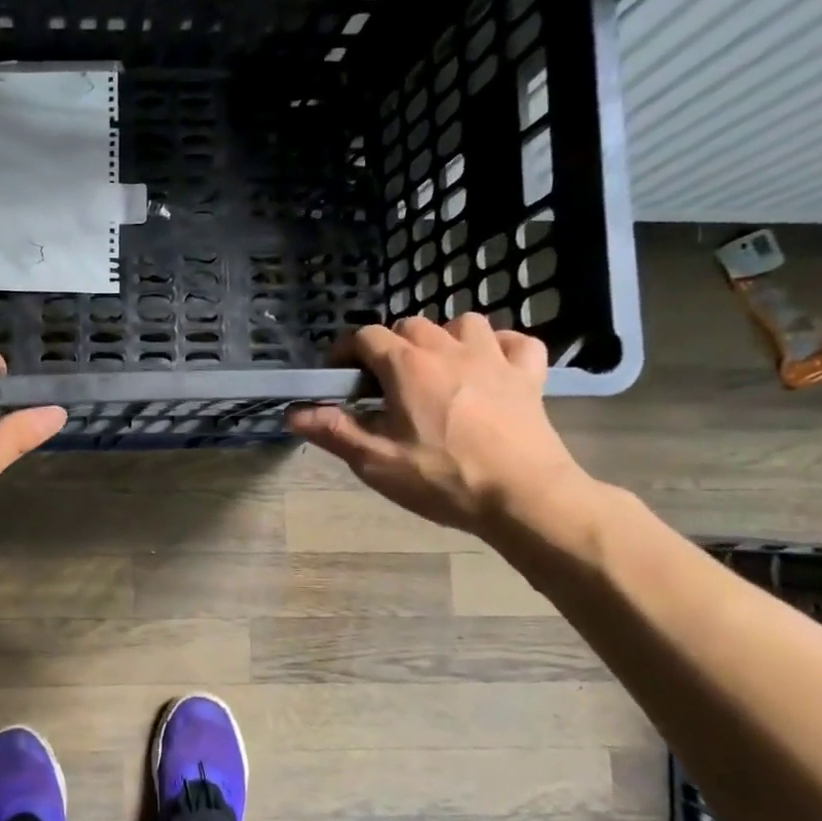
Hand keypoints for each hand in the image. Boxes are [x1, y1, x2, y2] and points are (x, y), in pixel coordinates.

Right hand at [285, 314, 587, 536]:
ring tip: (437, 368)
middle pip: (410, 326)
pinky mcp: (529, 375)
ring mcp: (494, 358)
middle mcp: (448, 349)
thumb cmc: (443, 479)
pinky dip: (501, 347)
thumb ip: (334, 431)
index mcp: (407, 366)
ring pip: (463, 323)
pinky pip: (516, 341)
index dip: (346, 351)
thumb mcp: (377, 462)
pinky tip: (491, 366)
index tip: (339, 376)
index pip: (365, 336)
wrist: (525, 497)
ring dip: (444, 338)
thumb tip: (293, 413)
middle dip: (391, 346)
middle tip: (384, 383)